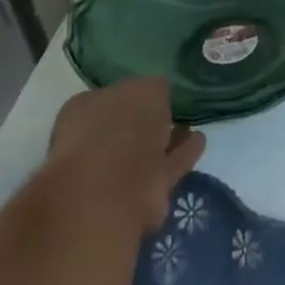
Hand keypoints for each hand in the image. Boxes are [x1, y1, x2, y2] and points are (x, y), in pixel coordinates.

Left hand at [47, 78, 205, 232]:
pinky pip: (165, 166)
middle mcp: (94, 142)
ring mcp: (114, 173)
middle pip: (126, 127)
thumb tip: (159, 92)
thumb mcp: (144, 89)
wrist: (110, 193)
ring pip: (146, 150)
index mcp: (84, 112)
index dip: (134, 94)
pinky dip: (181, 155)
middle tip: (174, 111)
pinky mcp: (139, 196)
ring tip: (190, 127)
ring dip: (168, 139)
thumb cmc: (119, 127)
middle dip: (149, 121)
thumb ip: (154, 88)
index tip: (156, 91)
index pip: (111, 97)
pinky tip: (200, 141)